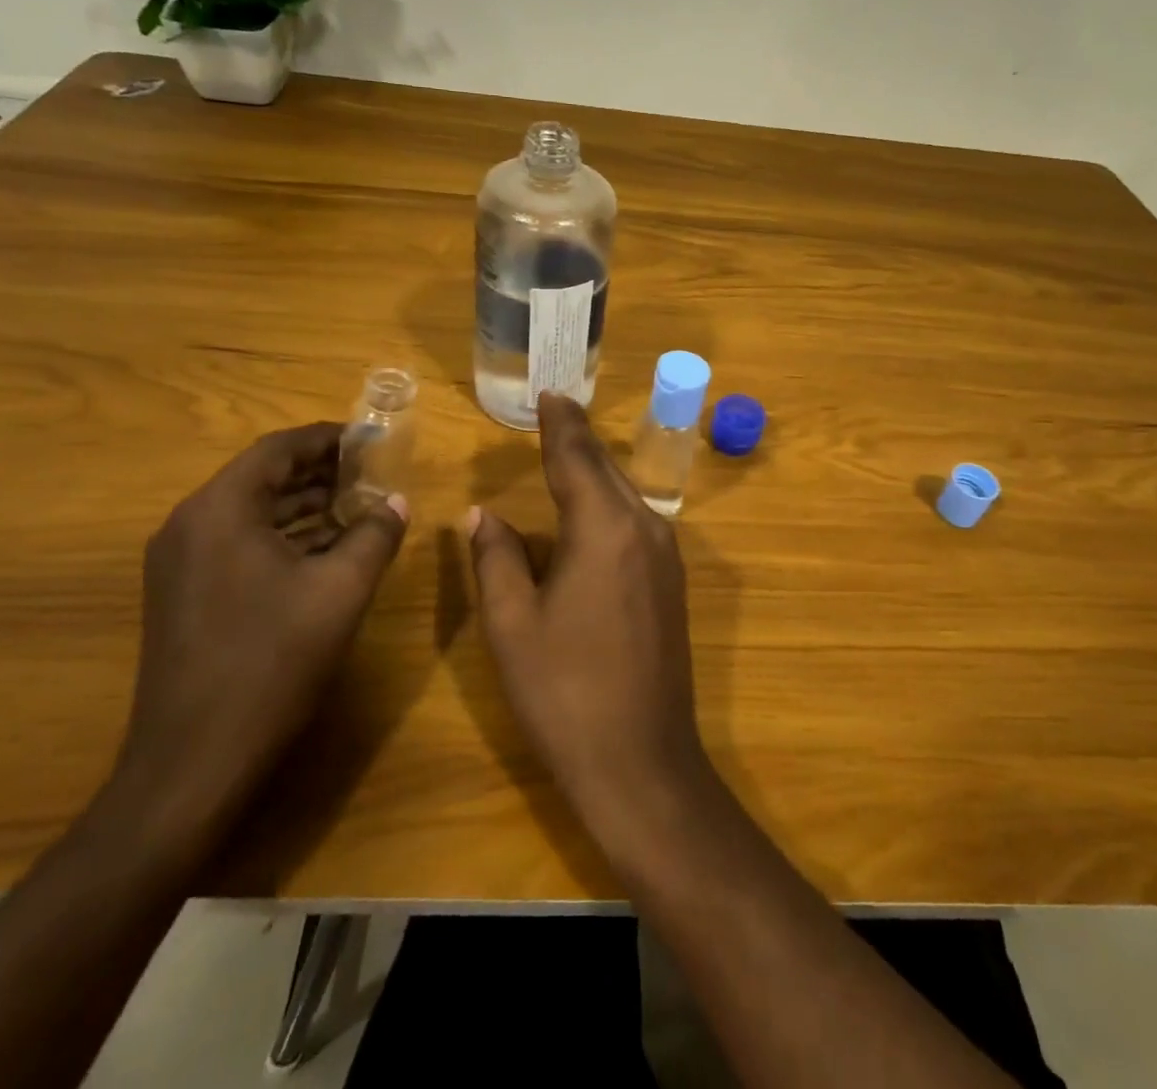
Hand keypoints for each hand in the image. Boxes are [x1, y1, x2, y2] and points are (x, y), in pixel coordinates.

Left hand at [119, 424, 408, 834]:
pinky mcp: (183, 594)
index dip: (328, 439)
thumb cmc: (272, 662)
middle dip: (319, 472)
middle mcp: (190, 525)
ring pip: (250, 512)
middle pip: (261, 477)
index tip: (370, 440)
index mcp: (220, 510)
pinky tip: (325, 549)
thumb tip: (396, 503)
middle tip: (372, 472)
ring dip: (304, 505)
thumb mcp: (341, 590)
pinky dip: (283, 537)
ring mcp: (180, 563)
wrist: (194, 761)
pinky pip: (238, 543)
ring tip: (358, 506)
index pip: (277, 449)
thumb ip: (375, 535)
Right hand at [466, 394, 712, 847]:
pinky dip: (611, 502)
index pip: (576, 458)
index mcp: (604, 529)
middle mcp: (645, 529)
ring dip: (596, 470)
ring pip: (626, 494)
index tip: (549, 394)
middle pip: (606, 470)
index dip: (560, 424)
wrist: (643, 762)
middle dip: (579, 439)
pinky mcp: (673, 584)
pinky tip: (594, 509)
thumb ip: (497, 558)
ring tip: (568, 450)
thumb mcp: (513, 624)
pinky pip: (637, 522)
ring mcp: (666, 557)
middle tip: (556, 410)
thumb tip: (483, 514)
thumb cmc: (565, 692)